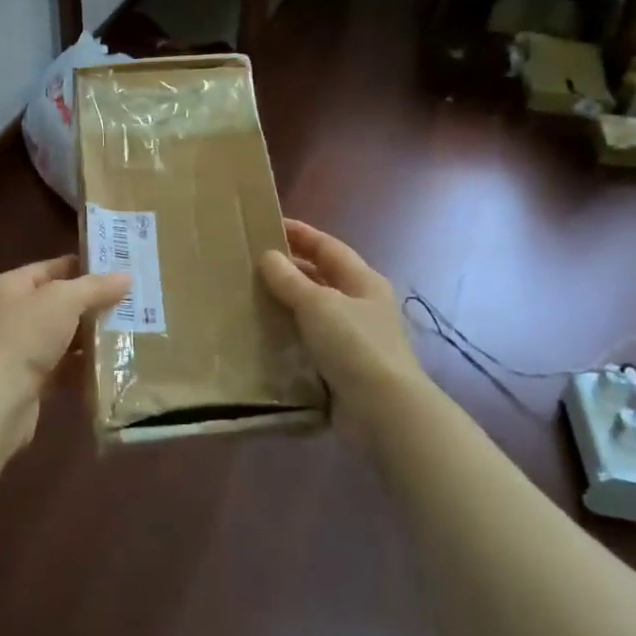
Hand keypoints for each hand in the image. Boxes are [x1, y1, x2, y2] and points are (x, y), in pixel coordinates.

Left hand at [0, 255, 129, 450]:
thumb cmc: (25, 336)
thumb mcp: (63, 300)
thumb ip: (95, 287)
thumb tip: (126, 277)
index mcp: (10, 286)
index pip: (52, 268)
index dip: (84, 267)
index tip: (120, 270)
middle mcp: (11, 314)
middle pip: (59, 303)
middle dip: (92, 304)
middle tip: (132, 302)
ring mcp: (19, 349)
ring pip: (63, 337)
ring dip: (91, 337)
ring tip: (129, 332)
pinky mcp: (29, 382)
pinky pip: (63, 368)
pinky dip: (83, 367)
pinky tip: (112, 365)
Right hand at [259, 220, 419, 432]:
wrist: (384, 411)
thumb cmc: (354, 344)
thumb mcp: (317, 304)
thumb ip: (290, 279)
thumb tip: (268, 256)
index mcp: (363, 280)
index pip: (327, 246)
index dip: (300, 233)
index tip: (268, 224)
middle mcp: (361, 304)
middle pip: (322, 276)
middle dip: (290, 268)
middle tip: (252, 263)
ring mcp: (354, 336)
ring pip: (315, 309)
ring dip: (287, 302)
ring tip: (251, 296)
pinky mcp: (343, 366)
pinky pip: (311, 340)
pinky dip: (290, 334)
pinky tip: (265, 334)